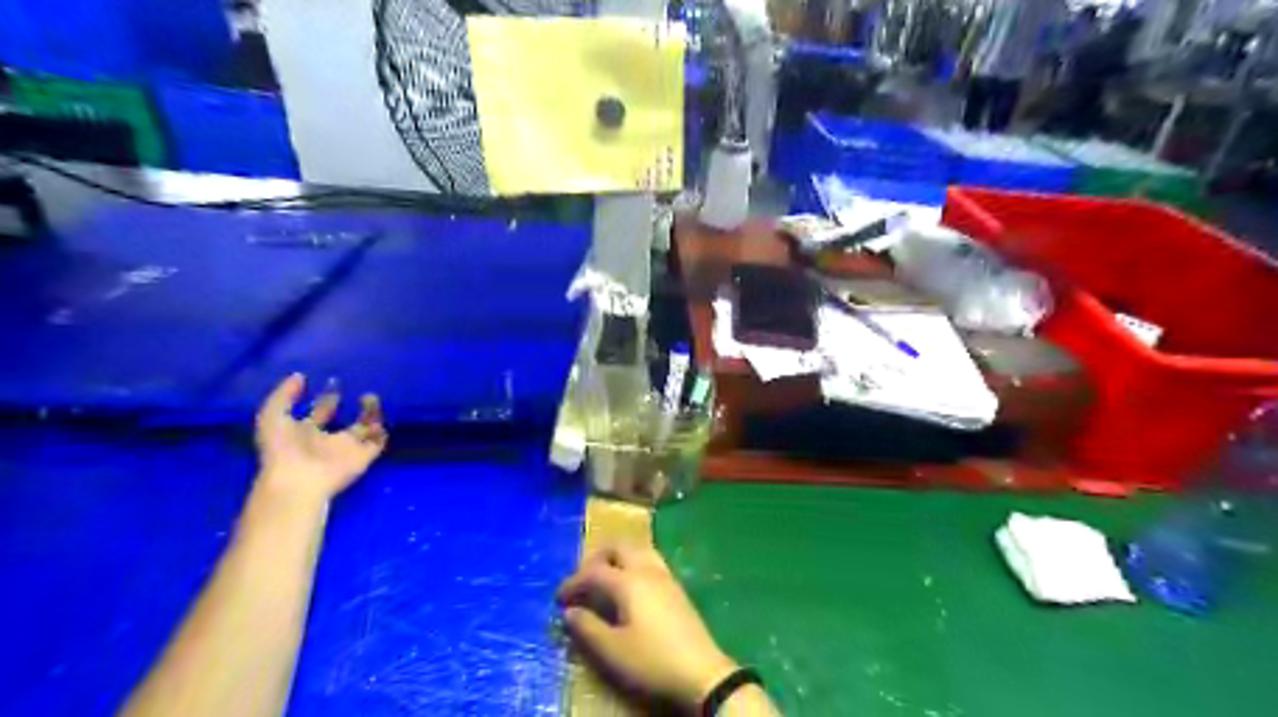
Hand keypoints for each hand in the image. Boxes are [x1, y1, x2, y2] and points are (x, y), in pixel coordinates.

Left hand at [253, 371, 386, 500]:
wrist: (299, 480)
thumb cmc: (282, 448)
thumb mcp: (272, 415)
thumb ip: (284, 395)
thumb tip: (300, 376)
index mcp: (304, 431)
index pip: (320, 411)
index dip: (327, 397)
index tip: (335, 381)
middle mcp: (328, 439)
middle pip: (347, 420)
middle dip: (355, 406)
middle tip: (363, 388)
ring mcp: (347, 448)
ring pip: (366, 428)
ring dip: (371, 413)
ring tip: (371, 397)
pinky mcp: (363, 457)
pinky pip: (378, 441)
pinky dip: (381, 430)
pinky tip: (379, 414)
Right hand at [561, 546, 740, 706]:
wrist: (702, 672)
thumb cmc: (652, 661)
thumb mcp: (613, 651)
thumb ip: (587, 628)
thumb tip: (570, 612)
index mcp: (628, 582)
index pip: (593, 572)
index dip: (573, 582)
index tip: (559, 598)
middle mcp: (647, 570)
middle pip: (619, 546)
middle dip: (596, 558)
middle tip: (583, 579)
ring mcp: (665, 576)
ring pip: (637, 549)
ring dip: (617, 557)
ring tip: (605, 578)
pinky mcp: (676, 587)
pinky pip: (649, 560)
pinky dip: (632, 563)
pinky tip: (630, 587)